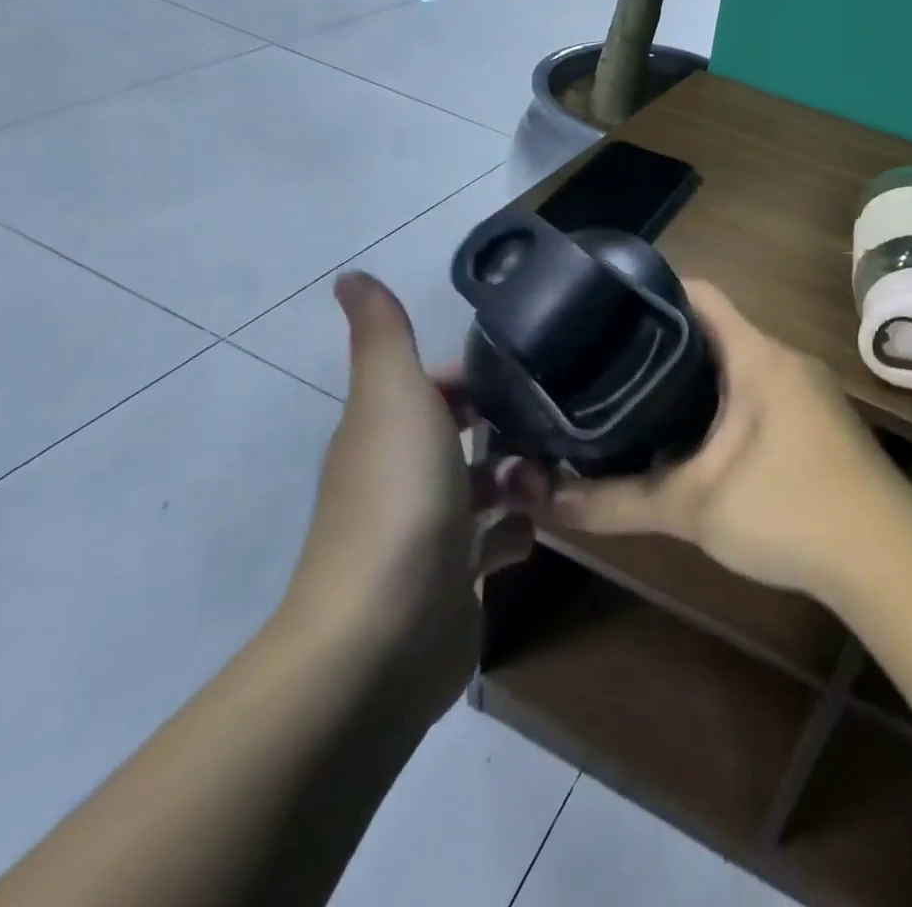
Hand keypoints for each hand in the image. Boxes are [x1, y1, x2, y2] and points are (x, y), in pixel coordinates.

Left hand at [279, 272, 543, 715]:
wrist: (383, 634)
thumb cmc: (398, 500)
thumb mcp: (394, 398)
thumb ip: (383, 337)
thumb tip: (350, 275)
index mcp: (385, 432)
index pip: (435, 387)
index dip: (477, 376)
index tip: (531, 370)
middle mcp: (401, 478)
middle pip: (462, 435)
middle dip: (509, 424)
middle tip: (561, 417)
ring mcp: (426, 534)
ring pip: (483, 488)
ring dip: (519, 477)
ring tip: (558, 471)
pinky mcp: (452, 584)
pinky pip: (493, 544)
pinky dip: (515, 532)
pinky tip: (536, 528)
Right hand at [547, 281, 911, 599]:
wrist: (886, 555)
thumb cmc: (790, 509)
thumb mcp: (695, 506)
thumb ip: (618, 501)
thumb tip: (545, 500)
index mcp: (757, 355)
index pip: (699, 294)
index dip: (651, 292)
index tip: (603, 311)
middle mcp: (783, 359)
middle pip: (713, 329)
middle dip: (660, 343)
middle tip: (603, 362)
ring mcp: (805, 389)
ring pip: (736, 364)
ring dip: (691, 377)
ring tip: (633, 395)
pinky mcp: (815, 420)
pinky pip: (756, 391)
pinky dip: (720, 402)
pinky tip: (689, 436)